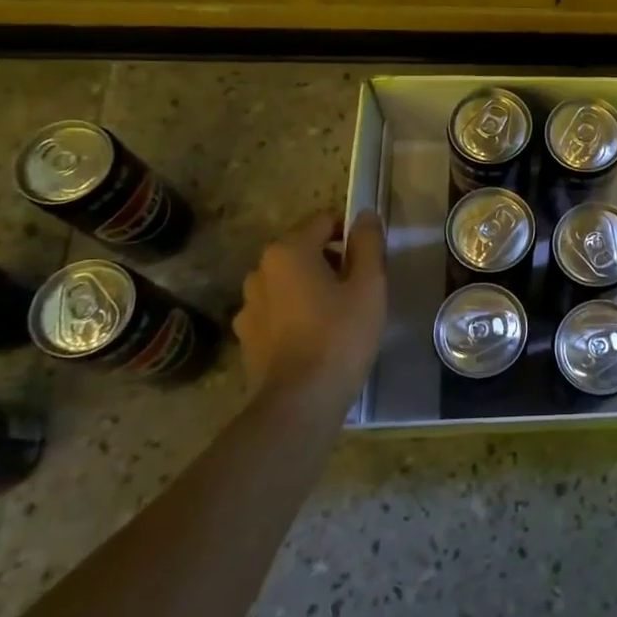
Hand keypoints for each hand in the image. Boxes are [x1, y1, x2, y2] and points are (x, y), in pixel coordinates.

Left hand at [234, 210, 385, 396]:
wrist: (301, 401)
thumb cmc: (341, 334)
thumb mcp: (369, 284)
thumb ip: (368, 243)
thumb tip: (364, 215)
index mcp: (288, 251)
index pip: (324, 221)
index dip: (351, 235)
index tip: (370, 260)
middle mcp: (260, 271)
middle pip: (304, 250)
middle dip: (331, 261)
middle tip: (359, 289)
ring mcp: (248, 305)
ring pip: (289, 281)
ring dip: (311, 287)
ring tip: (337, 315)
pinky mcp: (247, 336)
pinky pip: (277, 310)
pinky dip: (295, 313)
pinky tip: (315, 337)